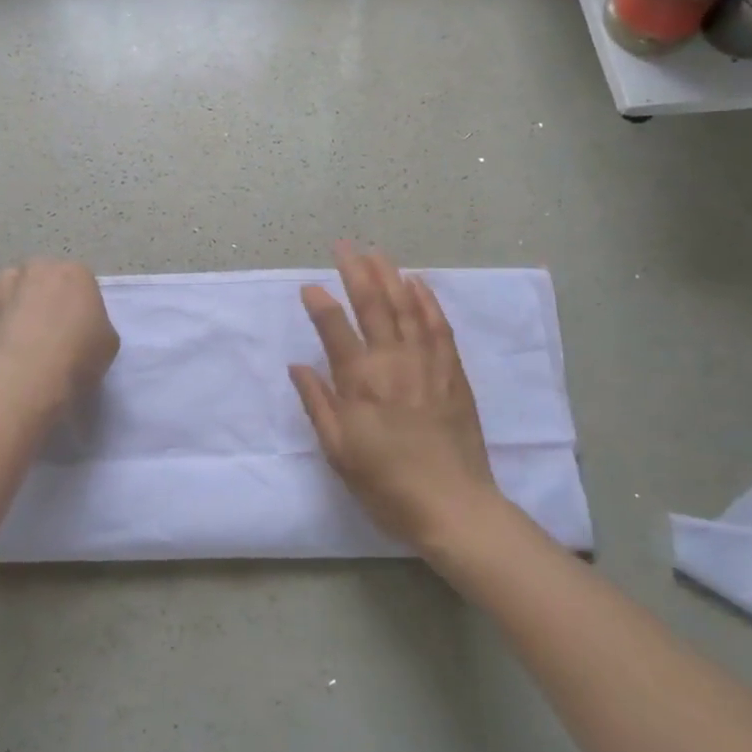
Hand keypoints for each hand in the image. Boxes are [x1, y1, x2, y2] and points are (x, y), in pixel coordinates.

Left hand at [0, 259, 118, 415]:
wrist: (27, 377)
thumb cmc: (78, 357)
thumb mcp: (108, 342)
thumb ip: (95, 323)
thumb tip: (80, 327)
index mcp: (76, 273)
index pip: (81, 281)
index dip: (79, 303)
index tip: (78, 326)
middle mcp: (39, 268)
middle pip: (44, 275)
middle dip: (46, 294)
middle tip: (50, 326)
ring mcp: (5, 283)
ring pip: (12, 281)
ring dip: (16, 296)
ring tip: (19, 328)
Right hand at [289, 243, 507, 557]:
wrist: (452, 505)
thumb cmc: (386, 484)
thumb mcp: (339, 451)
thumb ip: (318, 404)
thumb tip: (298, 366)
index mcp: (361, 383)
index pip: (335, 330)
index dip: (320, 305)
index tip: (308, 287)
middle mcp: (393, 362)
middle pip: (373, 306)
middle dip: (356, 272)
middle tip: (344, 246)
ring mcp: (428, 363)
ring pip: (407, 308)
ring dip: (390, 277)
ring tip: (377, 254)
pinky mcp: (453, 372)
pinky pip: (440, 326)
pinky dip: (428, 301)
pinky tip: (418, 284)